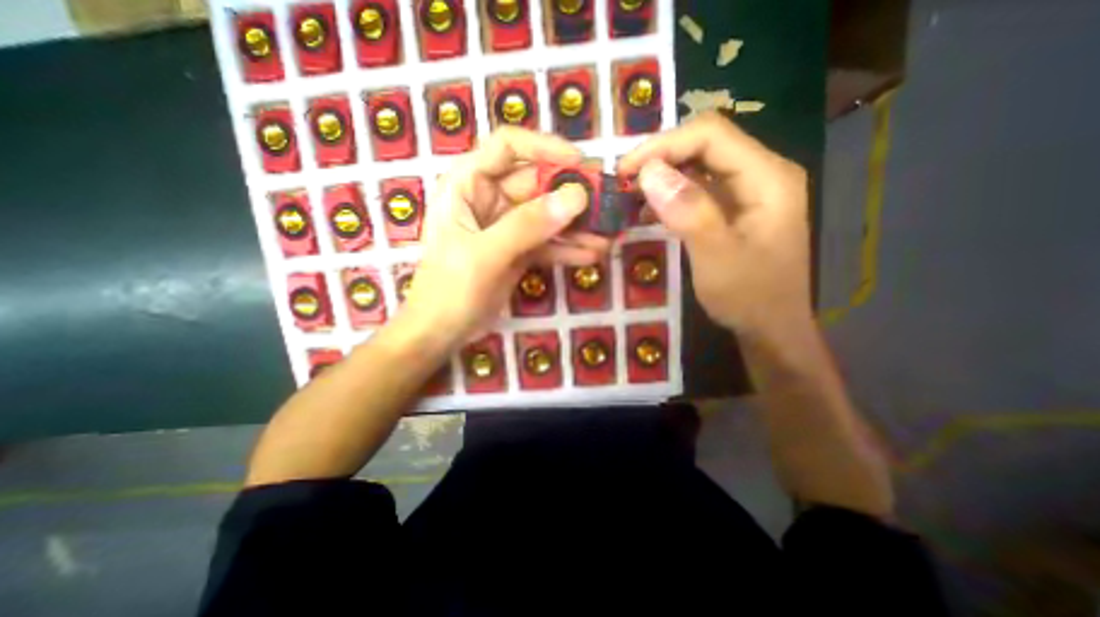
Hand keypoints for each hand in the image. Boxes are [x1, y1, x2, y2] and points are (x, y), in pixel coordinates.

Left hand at [404, 124, 614, 343]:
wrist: (442, 331)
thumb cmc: (449, 290)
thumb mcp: (485, 254)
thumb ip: (527, 225)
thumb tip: (576, 197)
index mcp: (467, 185)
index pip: (507, 147)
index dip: (545, 148)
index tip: (580, 163)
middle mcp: (488, 199)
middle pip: (537, 184)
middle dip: (573, 195)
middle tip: (608, 203)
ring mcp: (506, 226)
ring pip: (547, 216)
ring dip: (577, 226)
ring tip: (609, 236)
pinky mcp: (518, 250)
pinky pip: (548, 243)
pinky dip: (569, 249)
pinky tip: (593, 255)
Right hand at [623, 112, 809, 340]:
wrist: (771, 328)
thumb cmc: (749, 297)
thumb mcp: (716, 258)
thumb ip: (688, 212)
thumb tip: (649, 172)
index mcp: (767, 177)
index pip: (710, 135)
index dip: (663, 144)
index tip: (625, 170)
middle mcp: (761, 173)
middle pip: (705, 144)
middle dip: (660, 157)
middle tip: (624, 181)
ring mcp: (747, 191)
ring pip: (699, 165)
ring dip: (662, 175)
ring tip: (631, 194)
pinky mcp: (733, 209)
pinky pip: (699, 188)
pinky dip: (670, 193)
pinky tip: (650, 210)